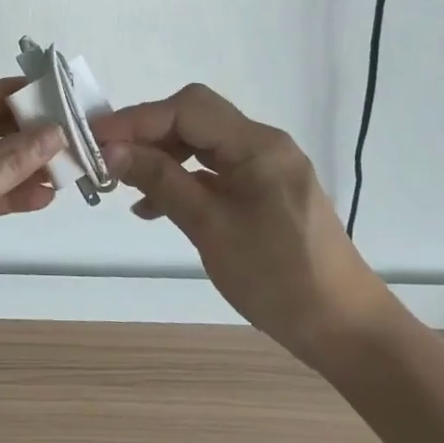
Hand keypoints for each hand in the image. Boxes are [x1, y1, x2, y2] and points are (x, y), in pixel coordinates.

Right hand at [93, 84, 389, 366]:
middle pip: (194, 117)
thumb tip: (112, 150)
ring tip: (126, 181)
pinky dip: (183, 177)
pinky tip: (156, 205)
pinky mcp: (265, 190)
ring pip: (202, 142)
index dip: (138, 118)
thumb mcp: (210, 228)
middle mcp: (264, 144)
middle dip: (148, 132)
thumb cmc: (279, 279)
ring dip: (163, 155)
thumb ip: (161, 181)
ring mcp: (266, 166)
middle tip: (109, 155)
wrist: (347, 332)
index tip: (96, 136)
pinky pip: (215, 168)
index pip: (187, 109)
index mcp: (257, 145)